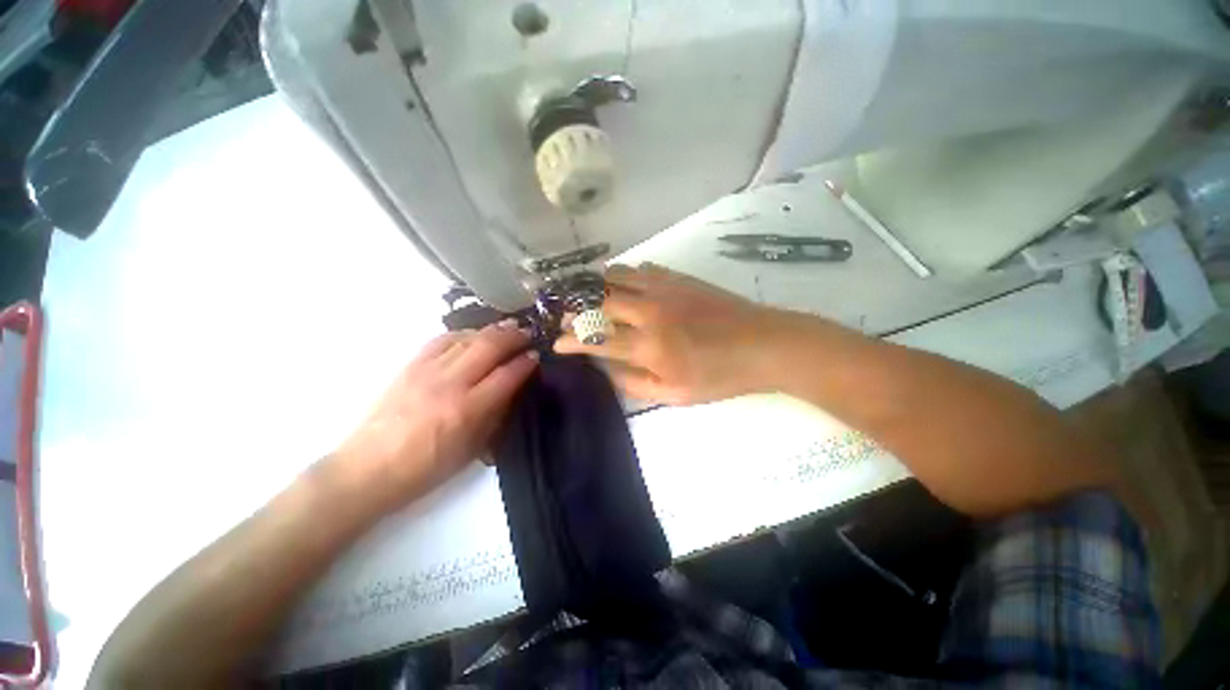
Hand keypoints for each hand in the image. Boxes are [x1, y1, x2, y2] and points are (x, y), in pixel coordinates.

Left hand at [330, 321, 537, 510]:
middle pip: (489, 347)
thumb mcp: (472, 450)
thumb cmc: (426, 468)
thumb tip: (514, 389)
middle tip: (528, 333)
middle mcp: (450, 384)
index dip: (526, 363)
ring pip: (467, 338)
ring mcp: (427, 371)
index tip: (537, 355)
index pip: (506, 375)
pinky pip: (442, 340)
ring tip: (508, 327)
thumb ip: (496, 416)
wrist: (368, 469)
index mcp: (467, 410)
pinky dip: (463, 333)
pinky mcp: (410, 366)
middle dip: (514, 337)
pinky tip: (473, 334)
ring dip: (492, 330)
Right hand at [555, 263, 784, 405]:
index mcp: (650, 346)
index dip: (572, 340)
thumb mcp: (675, 395)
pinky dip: (625, 275)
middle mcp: (650, 311)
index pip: (597, 339)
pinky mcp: (679, 277)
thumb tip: (607, 368)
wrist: (764, 344)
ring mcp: (665, 289)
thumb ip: (634, 383)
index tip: (557, 341)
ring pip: (617, 276)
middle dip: (576, 308)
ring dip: (596, 286)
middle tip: (566, 314)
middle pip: (599, 301)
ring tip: (587, 295)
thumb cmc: (720, 376)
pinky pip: (641, 268)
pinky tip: (623, 285)